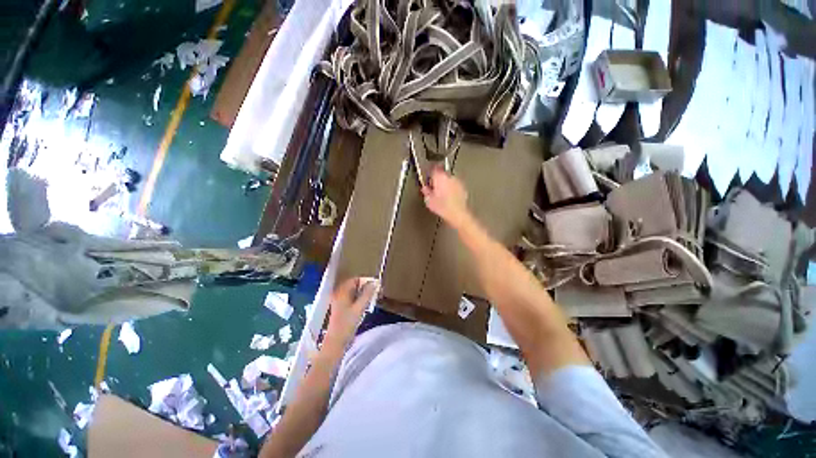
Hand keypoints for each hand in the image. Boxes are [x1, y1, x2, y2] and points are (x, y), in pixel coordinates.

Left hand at [325, 277, 378, 348]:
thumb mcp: (360, 308)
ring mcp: (339, 301)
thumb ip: (367, 294)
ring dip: (363, 294)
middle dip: (365, 287)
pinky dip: (359, 299)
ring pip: (353, 292)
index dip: (366, 281)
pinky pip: (351, 299)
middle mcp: (339, 294)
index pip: (355, 279)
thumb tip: (375, 283)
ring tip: (372, 299)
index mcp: (342, 292)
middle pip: (354, 285)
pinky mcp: (340, 308)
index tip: (376, 286)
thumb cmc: (347, 324)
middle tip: (376, 292)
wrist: (336, 342)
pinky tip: (365, 305)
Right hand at [421, 167, 470, 229]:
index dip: (430, 175)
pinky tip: (449, 198)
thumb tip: (425, 189)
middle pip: (442, 173)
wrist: (457, 213)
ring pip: (449, 179)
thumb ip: (426, 191)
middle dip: (438, 180)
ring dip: (446, 184)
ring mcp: (457, 182)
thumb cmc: (443, 207)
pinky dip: (452, 189)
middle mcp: (449, 177)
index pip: (433, 169)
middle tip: (434, 188)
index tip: (428, 180)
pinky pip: (455, 186)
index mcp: (439, 177)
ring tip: (442, 195)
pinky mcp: (463, 188)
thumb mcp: (429, 200)